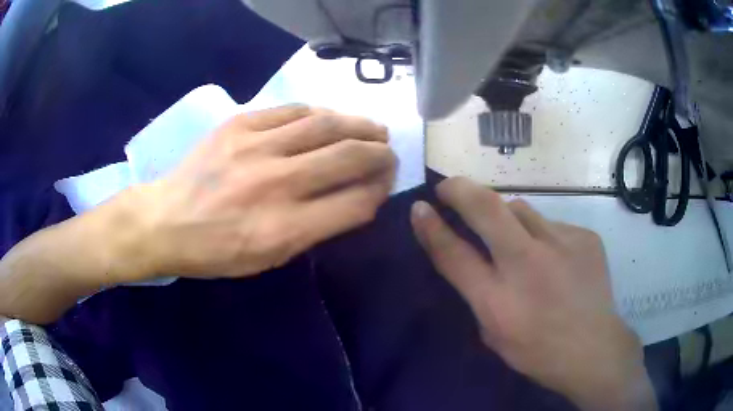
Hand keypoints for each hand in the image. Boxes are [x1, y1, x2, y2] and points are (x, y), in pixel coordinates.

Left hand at [0, 105, 394, 323]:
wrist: (163, 220)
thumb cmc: (214, 251)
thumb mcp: (268, 259)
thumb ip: (316, 229)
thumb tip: (356, 200)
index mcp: (284, 229)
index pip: (355, 203)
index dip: (379, 191)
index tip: (385, 186)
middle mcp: (275, 183)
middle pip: (349, 157)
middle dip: (380, 154)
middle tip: (390, 153)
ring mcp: (255, 146)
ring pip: (326, 124)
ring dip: (359, 125)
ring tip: (374, 129)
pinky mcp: (240, 122)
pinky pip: (293, 110)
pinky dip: (320, 113)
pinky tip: (330, 118)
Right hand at [410, 177, 655, 410]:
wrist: (594, 348)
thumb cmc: (538, 351)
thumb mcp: (494, 332)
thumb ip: (478, 291)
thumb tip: (468, 251)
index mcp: (499, 300)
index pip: (454, 254)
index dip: (431, 227)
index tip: (419, 206)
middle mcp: (528, 264)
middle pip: (486, 208)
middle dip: (460, 190)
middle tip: (449, 186)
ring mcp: (561, 243)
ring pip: (521, 209)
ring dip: (508, 218)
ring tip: (519, 242)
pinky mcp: (584, 236)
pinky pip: (551, 224)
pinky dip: (543, 236)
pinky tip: (556, 261)